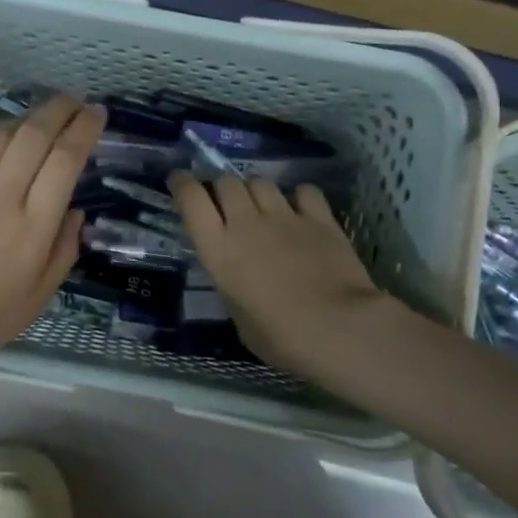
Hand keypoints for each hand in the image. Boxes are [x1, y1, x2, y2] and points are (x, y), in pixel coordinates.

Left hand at [0, 96, 104, 385]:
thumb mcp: (37, 298)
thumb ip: (63, 250)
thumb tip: (75, 212)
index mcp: (34, 226)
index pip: (65, 160)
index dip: (84, 129)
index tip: (97, 114)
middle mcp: (3, 196)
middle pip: (35, 134)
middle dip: (60, 109)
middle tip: (76, 101)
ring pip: (1, 134)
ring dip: (27, 117)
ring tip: (42, 116)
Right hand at [171, 172, 402, 382]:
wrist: (338, 328)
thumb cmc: (280, 337)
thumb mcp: (239, 317)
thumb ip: (232, 286)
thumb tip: (238, 277)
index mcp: (219, 250)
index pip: (191, 199)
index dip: (182, 184)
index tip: (179, 180)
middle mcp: (246, 224)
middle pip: (226, 182)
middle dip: (221, 187)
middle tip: (225, 203)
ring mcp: (285, 217)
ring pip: (261, 182)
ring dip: (255, 190)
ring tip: (261, 206)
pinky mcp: (321, 219)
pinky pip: (303, 191)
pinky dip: (297, 196)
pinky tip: (300, 209)